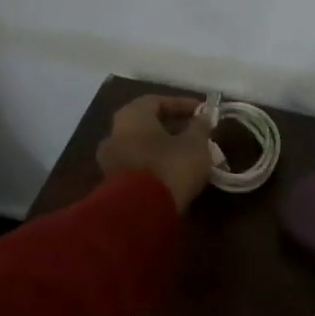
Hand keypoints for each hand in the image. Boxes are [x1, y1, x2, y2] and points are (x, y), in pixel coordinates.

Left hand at [95, 95, 214, 212]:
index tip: (202, 112)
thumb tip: (204, 117)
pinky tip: (176, 173)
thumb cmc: (169, 167)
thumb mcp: (195, 144)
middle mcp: (115, 133)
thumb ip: (200, 127)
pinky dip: (157, 166)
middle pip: (147, 124)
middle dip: (173, 127)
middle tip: (197, 133)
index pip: (157, 101)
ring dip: (165, 148)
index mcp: (132, 116)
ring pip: (143, 147)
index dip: (182, 105)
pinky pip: (140, 167)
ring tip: (190, 155)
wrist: (140, 213)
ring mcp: (111, 161)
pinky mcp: (114, 185)